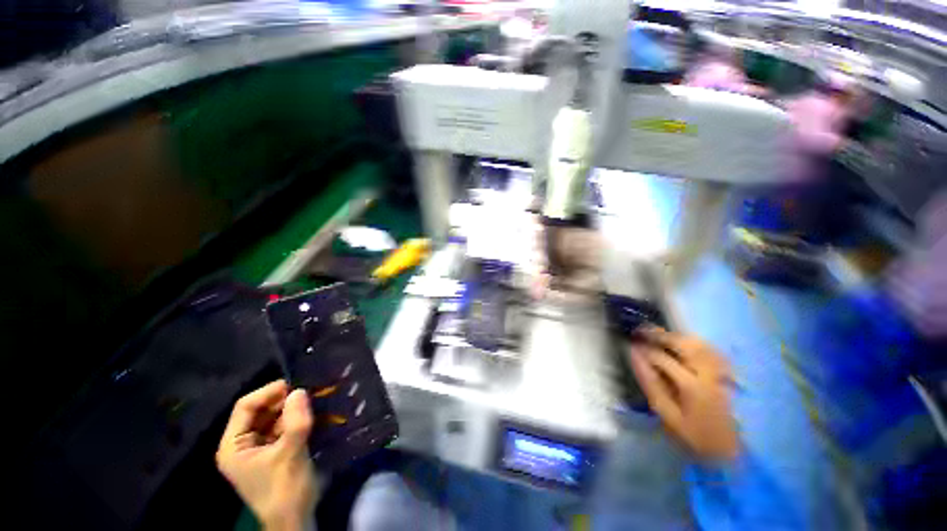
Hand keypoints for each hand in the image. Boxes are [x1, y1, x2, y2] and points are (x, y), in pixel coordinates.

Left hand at [216, 381, 318, 530]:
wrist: (295, 519)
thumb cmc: (284, 489)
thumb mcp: (290, 454)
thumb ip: (295, 422)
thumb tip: (300, 390)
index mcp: (233, 446)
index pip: (245, 408)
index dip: (268, 393)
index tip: (294, 384)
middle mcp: (242, 444)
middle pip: (260, 411)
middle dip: (283, 400)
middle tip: (308, 390)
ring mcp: (259, 447)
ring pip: (274, 417)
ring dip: (292, 408)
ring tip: (313, 398)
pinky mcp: (274, 450)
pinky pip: (284, 427)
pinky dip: (296, 419)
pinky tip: (312, 412)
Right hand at [629, 328, 739, 461]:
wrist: (736, 452)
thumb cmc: (696, 435)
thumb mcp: (667, 414)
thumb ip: (650, 383)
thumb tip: (634, 356)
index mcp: (693, 386)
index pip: (662, 358)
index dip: (643, 349)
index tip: (630, 344)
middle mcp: (710, 372)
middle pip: (683, 343)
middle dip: (659, 334)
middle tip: (641, 331)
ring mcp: (722, 371)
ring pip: (698, 342)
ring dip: (675, 336)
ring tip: (658, 336)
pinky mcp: (729, 373)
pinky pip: (709, 348)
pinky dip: (692, 342)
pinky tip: (682, 345)